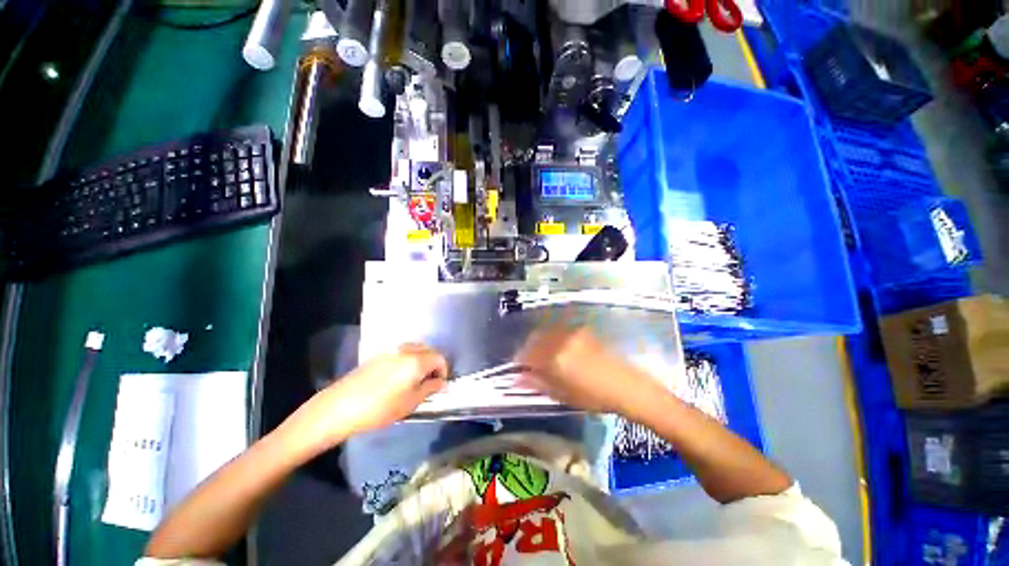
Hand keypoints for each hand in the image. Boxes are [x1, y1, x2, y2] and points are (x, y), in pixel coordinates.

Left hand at [283, 344, 447, 452]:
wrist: (340, 406)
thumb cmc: (380, 408)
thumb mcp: (410, 403)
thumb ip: (429, 388)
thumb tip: (441, 382)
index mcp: (417, 360)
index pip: (440, 358)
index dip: (444, 370)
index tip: (440, 385)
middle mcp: (406, 350)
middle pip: (429, 350)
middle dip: (434, 363)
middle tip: (430, 381)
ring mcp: (391, 351)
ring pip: (415, 349)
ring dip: (421, 359)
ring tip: (416, 378)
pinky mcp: (378, 355)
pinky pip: (401, 352)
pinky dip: (408, 359)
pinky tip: (399, 376)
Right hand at [516, 327, 657, 414]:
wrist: (627, 387)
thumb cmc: (594, 396)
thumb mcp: (562, 395)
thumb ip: (538, 383)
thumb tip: (518, 379)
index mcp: (554, 357)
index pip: (527, 355)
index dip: (519, 362)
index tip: (518, 369)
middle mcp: (561, 340)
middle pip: (535, 339)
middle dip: (528, 350)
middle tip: (529, 363)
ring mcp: (573, 333)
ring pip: (547, 333)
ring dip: (540, 343)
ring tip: (543, 356)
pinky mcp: (582, 331)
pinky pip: (560, 332)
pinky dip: (553, 339)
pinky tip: (558, 350)